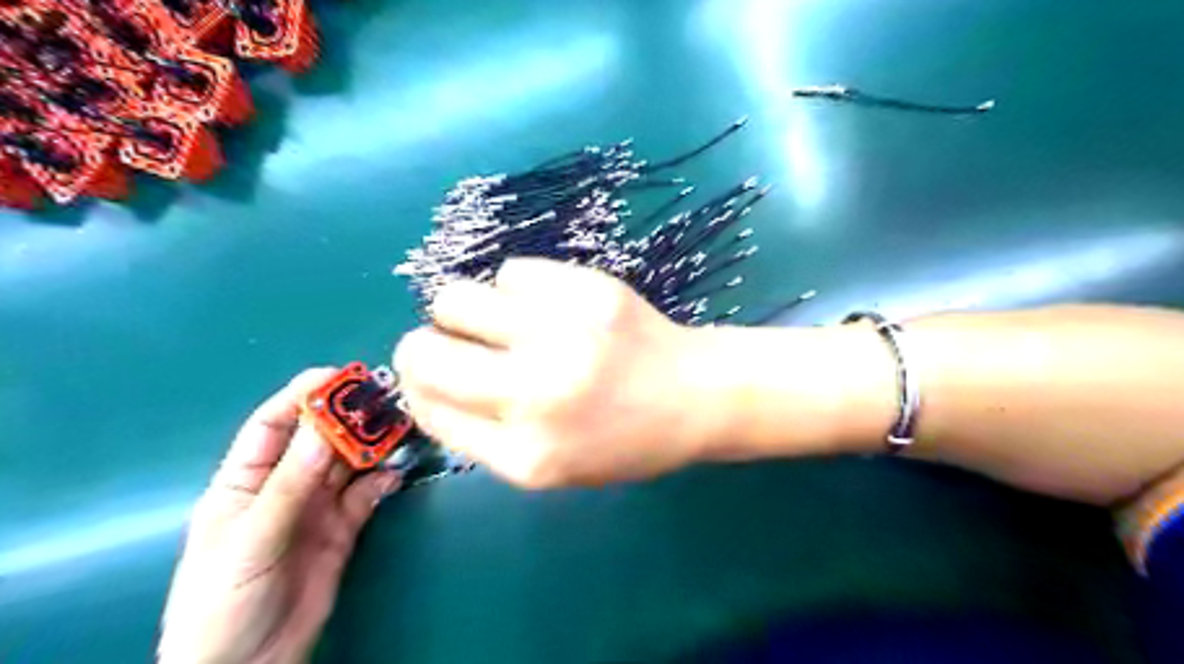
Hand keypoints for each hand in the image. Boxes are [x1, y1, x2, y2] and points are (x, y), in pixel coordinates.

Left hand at [156, 369, 401, 663]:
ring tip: (400, 429)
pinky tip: (396, 474)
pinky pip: (367, 493)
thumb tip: (323, 427)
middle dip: (350, 417)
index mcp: (245, 480)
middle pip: (320, 438)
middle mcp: (285, 485)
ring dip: (374, 445)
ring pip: (350, 462)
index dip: (304, 396)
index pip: (274, 424)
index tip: (340, 376)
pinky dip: (384, 479)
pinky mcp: (344, 527)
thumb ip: (290, 485)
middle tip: (385, 399)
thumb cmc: (223, 601)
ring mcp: (317, 506)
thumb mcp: (250, 539)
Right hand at [393, 256, 725, 486]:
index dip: (418, 386)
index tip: (431, 376)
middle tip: (452, 343)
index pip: (428, 408)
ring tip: (501, 321)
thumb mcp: (551, 464)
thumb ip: (482, 434)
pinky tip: (548, 306)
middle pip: (423, 351)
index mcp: (526, 455)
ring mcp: (564, 334)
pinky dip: (517, 289)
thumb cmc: (624, 440)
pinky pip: (511, 272)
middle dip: (422, 346)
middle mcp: (536, 393)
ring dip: (464, 310)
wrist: (697, 396)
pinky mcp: (588, 290)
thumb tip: (423, 383)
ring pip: (456, 297)